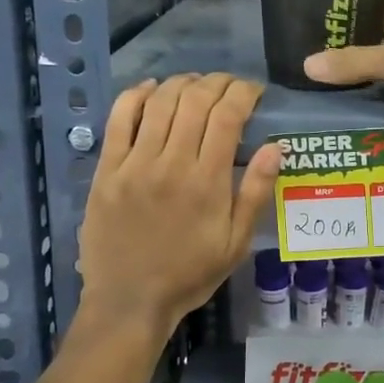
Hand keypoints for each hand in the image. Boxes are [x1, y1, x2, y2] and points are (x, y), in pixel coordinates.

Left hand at [78, 74, 281, 336]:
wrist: (129, 300)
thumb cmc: (189, 274)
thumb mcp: (235, 244)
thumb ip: (255, 193)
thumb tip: (276, 147)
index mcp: (207, 182)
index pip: (228, 116)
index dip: (244, 93)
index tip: (254, 90)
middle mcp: (171, 163)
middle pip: (195, 101)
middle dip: (218, 82)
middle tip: (229, 84)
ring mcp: (134, 164)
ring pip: (160, 103)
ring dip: (182, 83)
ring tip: (197, 83)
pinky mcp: (107, 169)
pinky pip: (119, 119)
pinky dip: (136, 95)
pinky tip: (151, 88)